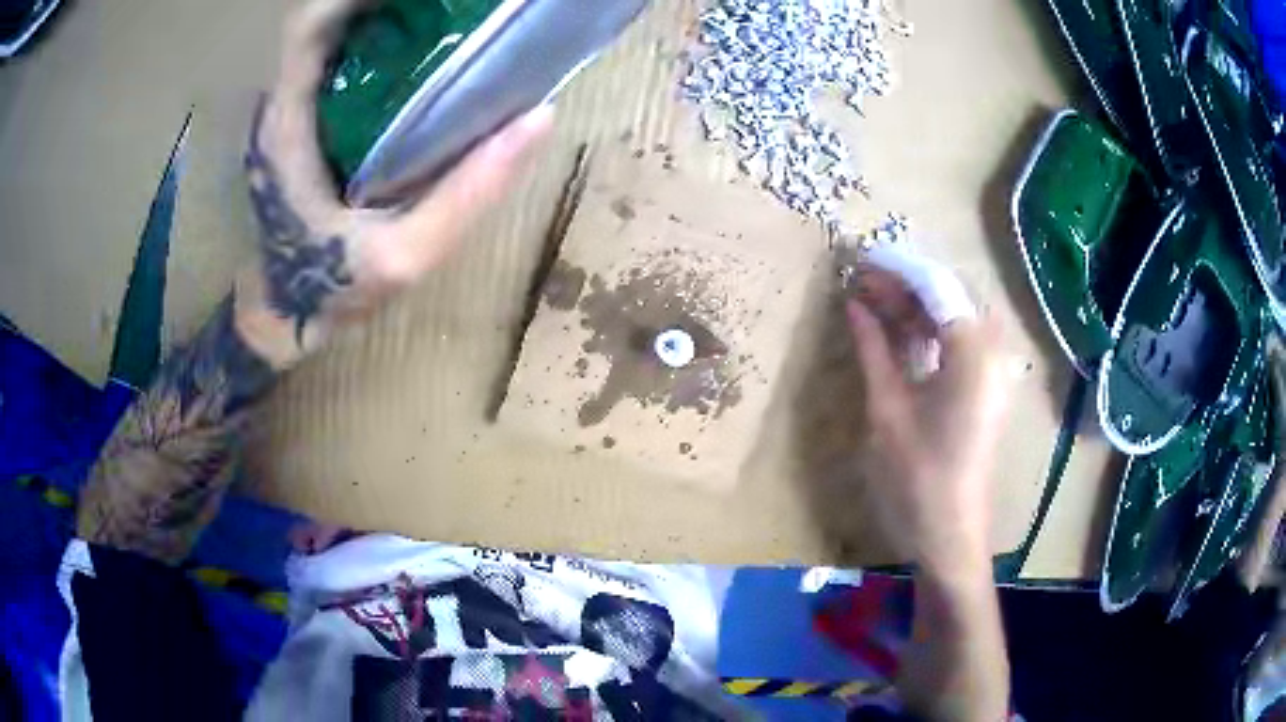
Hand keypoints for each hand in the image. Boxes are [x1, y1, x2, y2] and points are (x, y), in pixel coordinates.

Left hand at [235, 0, 553, 368]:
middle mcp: (279, 107)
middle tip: (450, 5)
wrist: (282, 321)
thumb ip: (469, 192)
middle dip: (383, 4)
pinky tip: (415, 52)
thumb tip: (539, 117)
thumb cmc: (332, 293)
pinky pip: (329, 63)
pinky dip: (370, 43)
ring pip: (325, 39)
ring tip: (441, 17)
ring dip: (377, 17)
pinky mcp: (296, 125)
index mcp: (290, 124)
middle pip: (321, 22)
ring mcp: (284, 114)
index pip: (310, 25)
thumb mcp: (406, 256)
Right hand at [846, 266, 1009, 576]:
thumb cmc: (915, 478)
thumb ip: (874, 347)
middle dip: (906, 284)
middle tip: (861, 283)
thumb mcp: (887, 409)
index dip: (895, 269)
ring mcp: (995, 370)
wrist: (950, 536)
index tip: (858, 259)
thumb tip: (854, 303)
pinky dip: (932, 332)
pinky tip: (900, 333)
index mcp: (973, 352)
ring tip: (873, 303)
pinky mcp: (989, 387)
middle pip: (950, 295)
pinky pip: (961, 342)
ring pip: (956, 316)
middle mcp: (993, 351)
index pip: (935, 286)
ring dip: (917, 306)